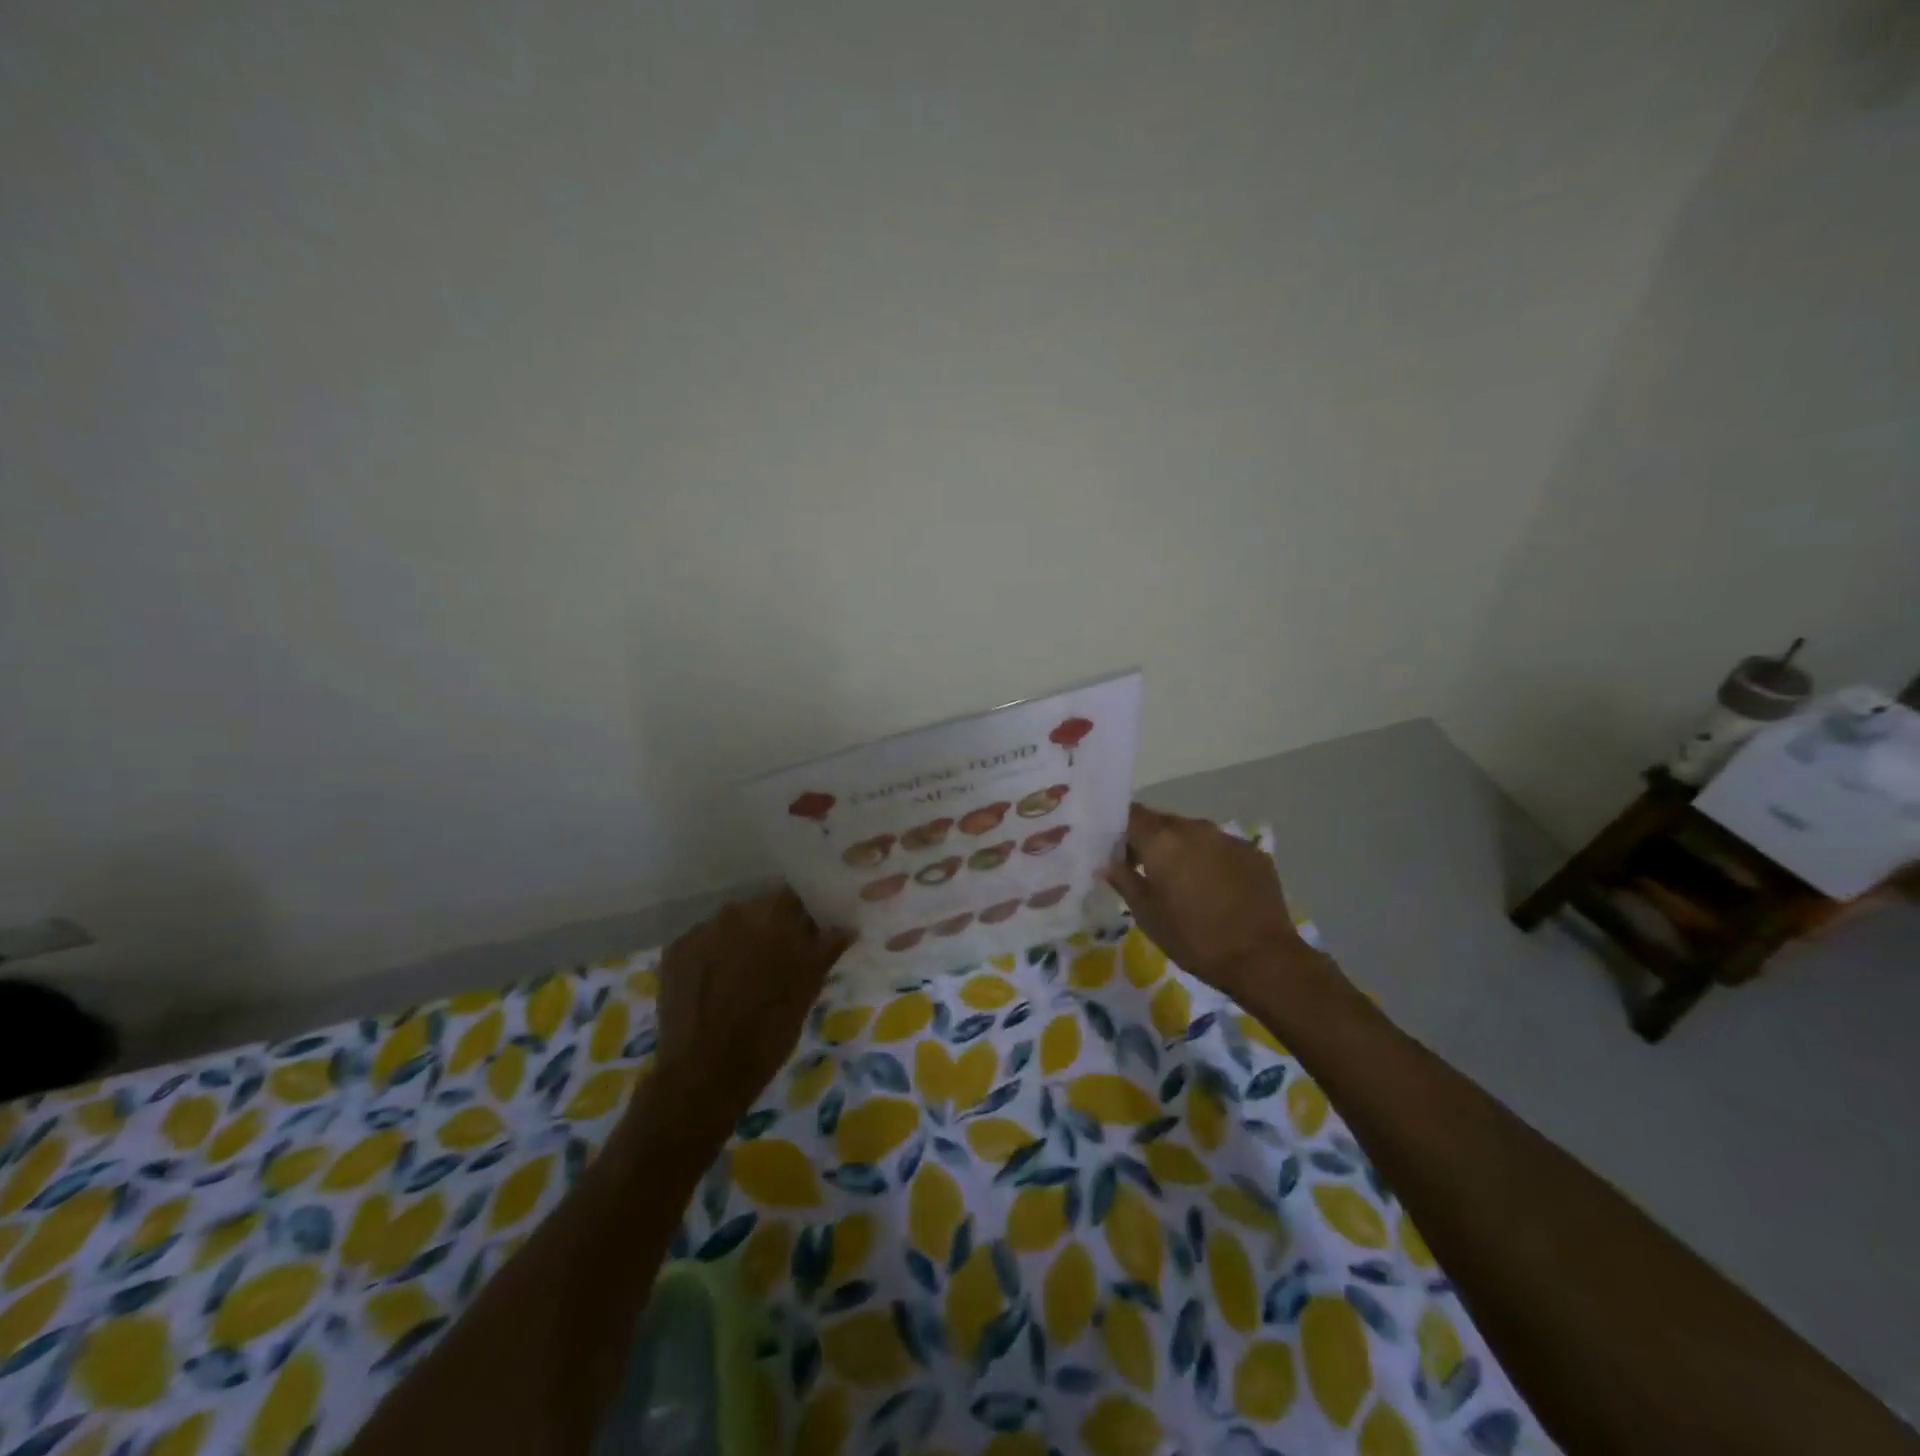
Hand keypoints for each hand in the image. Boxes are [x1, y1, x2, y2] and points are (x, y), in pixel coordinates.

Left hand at [640, 889, 851, 1143]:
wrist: (703, 1074)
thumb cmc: (768, 1032)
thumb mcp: (807, 991)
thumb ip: (826, 950)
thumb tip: (846, 926)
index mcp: (774, 918)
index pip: (794, 897)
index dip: (802, 914)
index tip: (809, 934)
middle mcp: (735, 913)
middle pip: (759, 908)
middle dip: (770, 927)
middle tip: (778, 959)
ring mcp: (701, 930)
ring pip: (729, 925)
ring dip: (739, 940)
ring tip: (742, 976)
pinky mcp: (674, 951)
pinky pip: (701, 942)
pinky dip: (710, 956)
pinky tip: (713, 986)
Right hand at [1102, 804, 1333, 1003]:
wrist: (1262, 959)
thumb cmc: (1192, 938)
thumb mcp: (1147, 915)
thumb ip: (1124, 881)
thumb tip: (1108, 864)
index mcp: (1162, 839)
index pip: (1131, 815)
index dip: (1120, 829)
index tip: (1116, 851)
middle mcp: (1195, 828)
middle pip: (1163, 823)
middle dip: (1151, 841)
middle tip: (1146, 871)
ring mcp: (1228, 838)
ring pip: (1194, 835)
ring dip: (1183, 851)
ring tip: (1184, 883)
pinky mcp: (1254, 853)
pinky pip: (1222, 849)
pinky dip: (1212, 861)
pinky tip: (1216, 890)